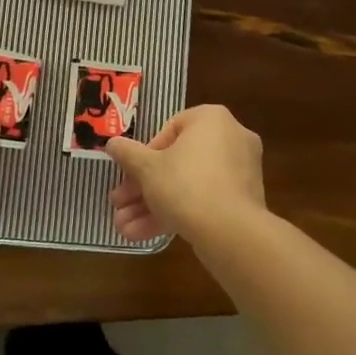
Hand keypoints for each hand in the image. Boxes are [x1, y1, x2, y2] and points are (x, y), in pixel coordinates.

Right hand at [105, 104, 265, 242]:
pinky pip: (204, 200)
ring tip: (124, 228)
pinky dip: (177, 214)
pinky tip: (143, 235)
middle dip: (143, 188)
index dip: (145, 155)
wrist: (231, 232)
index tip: (131, 175)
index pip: (170, 130)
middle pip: (177, 162)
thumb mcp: (147, 168)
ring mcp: (240, 172)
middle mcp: (231, 138)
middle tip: (120, 204)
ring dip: (153, 206)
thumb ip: (128, 153)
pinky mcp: (243, 201)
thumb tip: (112, 143)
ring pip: (188, 185)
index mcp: (211, 119)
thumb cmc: (185, 185)